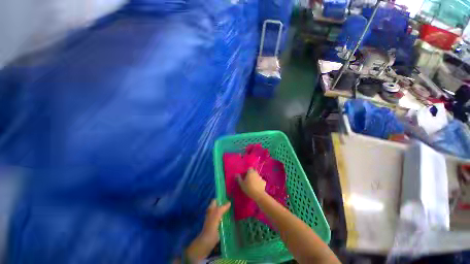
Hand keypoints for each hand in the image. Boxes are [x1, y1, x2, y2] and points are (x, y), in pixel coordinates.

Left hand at [200, 200, 230, 245]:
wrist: (208, 240)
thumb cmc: (211, 225)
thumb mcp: (217, 214)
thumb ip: (223, 208)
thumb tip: (229, 202)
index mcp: (211, 209)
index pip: (215, 200)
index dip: (220, 198)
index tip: (228, 197)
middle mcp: (212, 213)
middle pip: (218, 206)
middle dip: (224, 204)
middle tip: (232, 203)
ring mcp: (214, 219)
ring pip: (221, 212)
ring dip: (226, 211)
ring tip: (233, 209)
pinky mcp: (217, 225)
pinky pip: (222, 218)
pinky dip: (226, 217)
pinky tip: (231, 217)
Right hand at [236, 168, 265, 201]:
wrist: (258, 194)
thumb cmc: (248, 188)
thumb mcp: (241, 184)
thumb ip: (239, 178)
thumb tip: (236, 174)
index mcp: (250, 172)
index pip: (249, 168)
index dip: (247, 171)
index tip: (245, 175)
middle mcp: (256, 173)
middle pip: (254, 171)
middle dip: (251, 174)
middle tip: (248, 179)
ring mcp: (261, 177)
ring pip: (257, 176)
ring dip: (255, 178)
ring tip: (253, 183)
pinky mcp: (264, 182)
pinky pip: (261, 181)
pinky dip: (259, 182)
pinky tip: (257, 186)